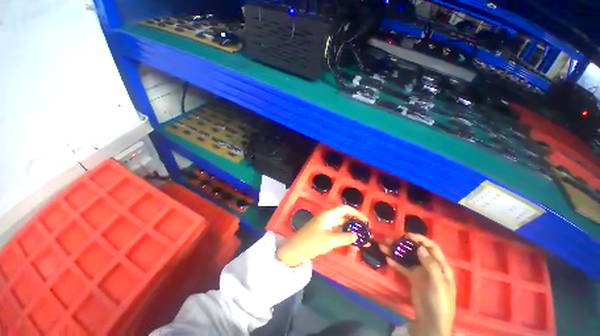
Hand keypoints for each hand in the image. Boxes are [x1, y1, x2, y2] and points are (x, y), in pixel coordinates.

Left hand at [276, 205, 367, 266]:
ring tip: (361, 238)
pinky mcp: (322, 232)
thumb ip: (345, 237)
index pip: (345, 209)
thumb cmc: (312, 242)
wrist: (295, 250)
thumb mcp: (330, 240)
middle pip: (343, 216)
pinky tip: (350, 241)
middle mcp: (327, 217)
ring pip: (340, 224)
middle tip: (365, 232)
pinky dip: (343, 234)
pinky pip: (336, 231)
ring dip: (350, 229)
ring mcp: (324, 225)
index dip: (356, 213)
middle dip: (355, 223)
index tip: (366, 222)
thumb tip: (356, 236)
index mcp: (328, 215)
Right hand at [382, 233, 455, 335]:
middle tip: (389, 239)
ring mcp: (420, 272)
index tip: (407, 235)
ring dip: (396, 252)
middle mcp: (430, 266)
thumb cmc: (439, 301)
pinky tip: (387, 259)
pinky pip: (403, 268)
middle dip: (403, 243)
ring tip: (383, 246)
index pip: (432, 247)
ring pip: (407, 258)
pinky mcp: (412, 279)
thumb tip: (420, 248)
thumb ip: (430, 265)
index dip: (420, 239)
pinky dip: (395, 263)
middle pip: (416, 250)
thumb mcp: (438, 283)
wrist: (432, 321)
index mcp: (440, 266)